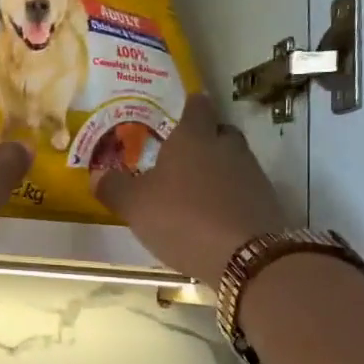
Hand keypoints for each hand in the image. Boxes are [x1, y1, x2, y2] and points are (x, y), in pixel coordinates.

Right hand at [93, 94, 291, 284]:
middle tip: (184, 153)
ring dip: (219, 170)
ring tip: (195, 189)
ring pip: (234, 161)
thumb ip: (114, 188)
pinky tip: (214, 215)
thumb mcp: (134, 205)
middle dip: (206, 138)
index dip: (190, 105)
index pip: (197, 107)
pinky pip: (244, 190)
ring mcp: (252, 175)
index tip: (184, 106)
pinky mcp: (267, 203)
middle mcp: (226, 148)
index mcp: (193, 138)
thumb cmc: (182, 218)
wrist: (246, 258)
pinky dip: (230, 196)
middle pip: (220, 132)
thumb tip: (97, 175)